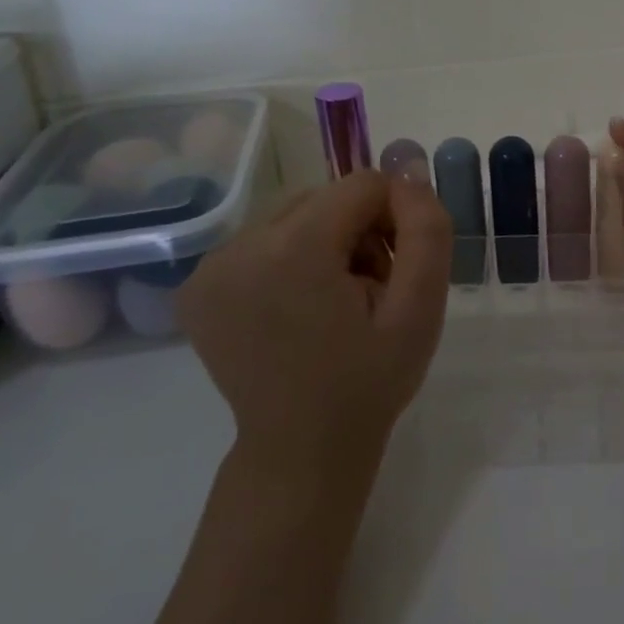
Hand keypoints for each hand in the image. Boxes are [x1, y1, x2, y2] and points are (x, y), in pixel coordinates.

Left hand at [177, 170, 451, 480]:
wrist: (301, 450)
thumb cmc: (369, 382)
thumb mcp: (420, 309)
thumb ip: (426, 232)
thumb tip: (409, 173)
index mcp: (294, 250)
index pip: (362, 186)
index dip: (394, 217)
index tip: (399, 269)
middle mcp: (239, 245)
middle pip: (324, 198)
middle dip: (359, 231)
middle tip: (372, 291)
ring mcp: (210, 267)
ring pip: (293, 216)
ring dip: (326, 243)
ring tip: (337, 301)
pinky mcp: (197, 286)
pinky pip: (261, 242)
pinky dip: (289, 259)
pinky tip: (297, 307)